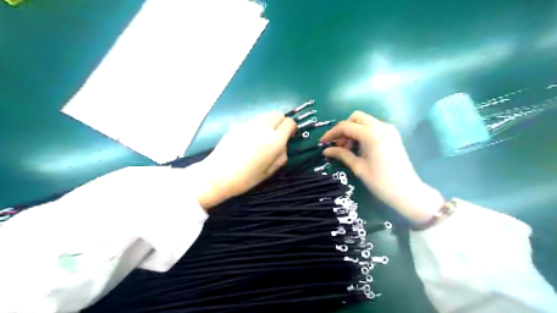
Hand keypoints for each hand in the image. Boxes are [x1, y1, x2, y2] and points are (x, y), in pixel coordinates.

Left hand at [198, 111, 297, 209]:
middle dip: (281, 122)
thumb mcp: (269, 172)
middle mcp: (263, 128)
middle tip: (277, 134)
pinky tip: (247, 140)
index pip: (289, 123)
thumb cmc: (246, 178)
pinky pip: (252, 121)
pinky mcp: (236, 125)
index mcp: (274, 141)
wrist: (217, 175)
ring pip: (264, 115)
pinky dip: (255, 126)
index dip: (292, 128)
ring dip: (268, 122)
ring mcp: (248, 124)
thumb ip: (281, 156)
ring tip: (262, 137)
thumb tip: (283, 145)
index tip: (289, 135)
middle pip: (278, 114)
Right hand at [323, 110, 443, 222]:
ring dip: (352, 131)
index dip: (331, 133)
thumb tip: (326, 150)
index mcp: (371, 134)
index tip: (322, 143)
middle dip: (343, 129)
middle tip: (338, 145)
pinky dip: (362, 133)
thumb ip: (341, 154)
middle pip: (355, 117)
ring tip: (347, 149)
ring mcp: (388, 129)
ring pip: (364, 121)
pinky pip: (372, 127)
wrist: (407, 191)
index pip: (345, 126)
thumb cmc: (380, 182)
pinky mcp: (392, 135)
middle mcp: (381, 126)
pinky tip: (359, 148)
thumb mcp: (358, 167)